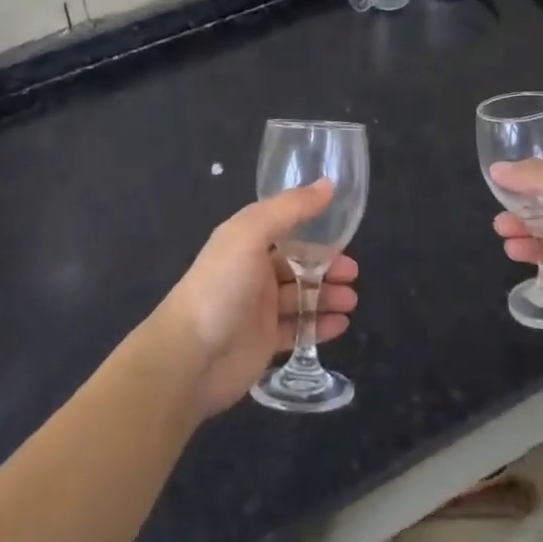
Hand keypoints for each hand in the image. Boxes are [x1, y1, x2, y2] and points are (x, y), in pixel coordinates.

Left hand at [150, 181, 359, 415]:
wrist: (189, 357)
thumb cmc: (221, 286)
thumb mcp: (252, 234)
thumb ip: (291, 208)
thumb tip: (328, 184)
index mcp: (247, 241)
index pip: (287, 228)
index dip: (315, 229)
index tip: (345, 233)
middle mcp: (253, 270)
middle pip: (298, 263)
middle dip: (327, 266)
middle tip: (353, 274)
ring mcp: (259, 308)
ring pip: (301, 296)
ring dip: (327, 296)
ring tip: (351, 300)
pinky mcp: (264, 342)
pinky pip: (298, 329)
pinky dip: (320, 326)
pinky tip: (341, 325)